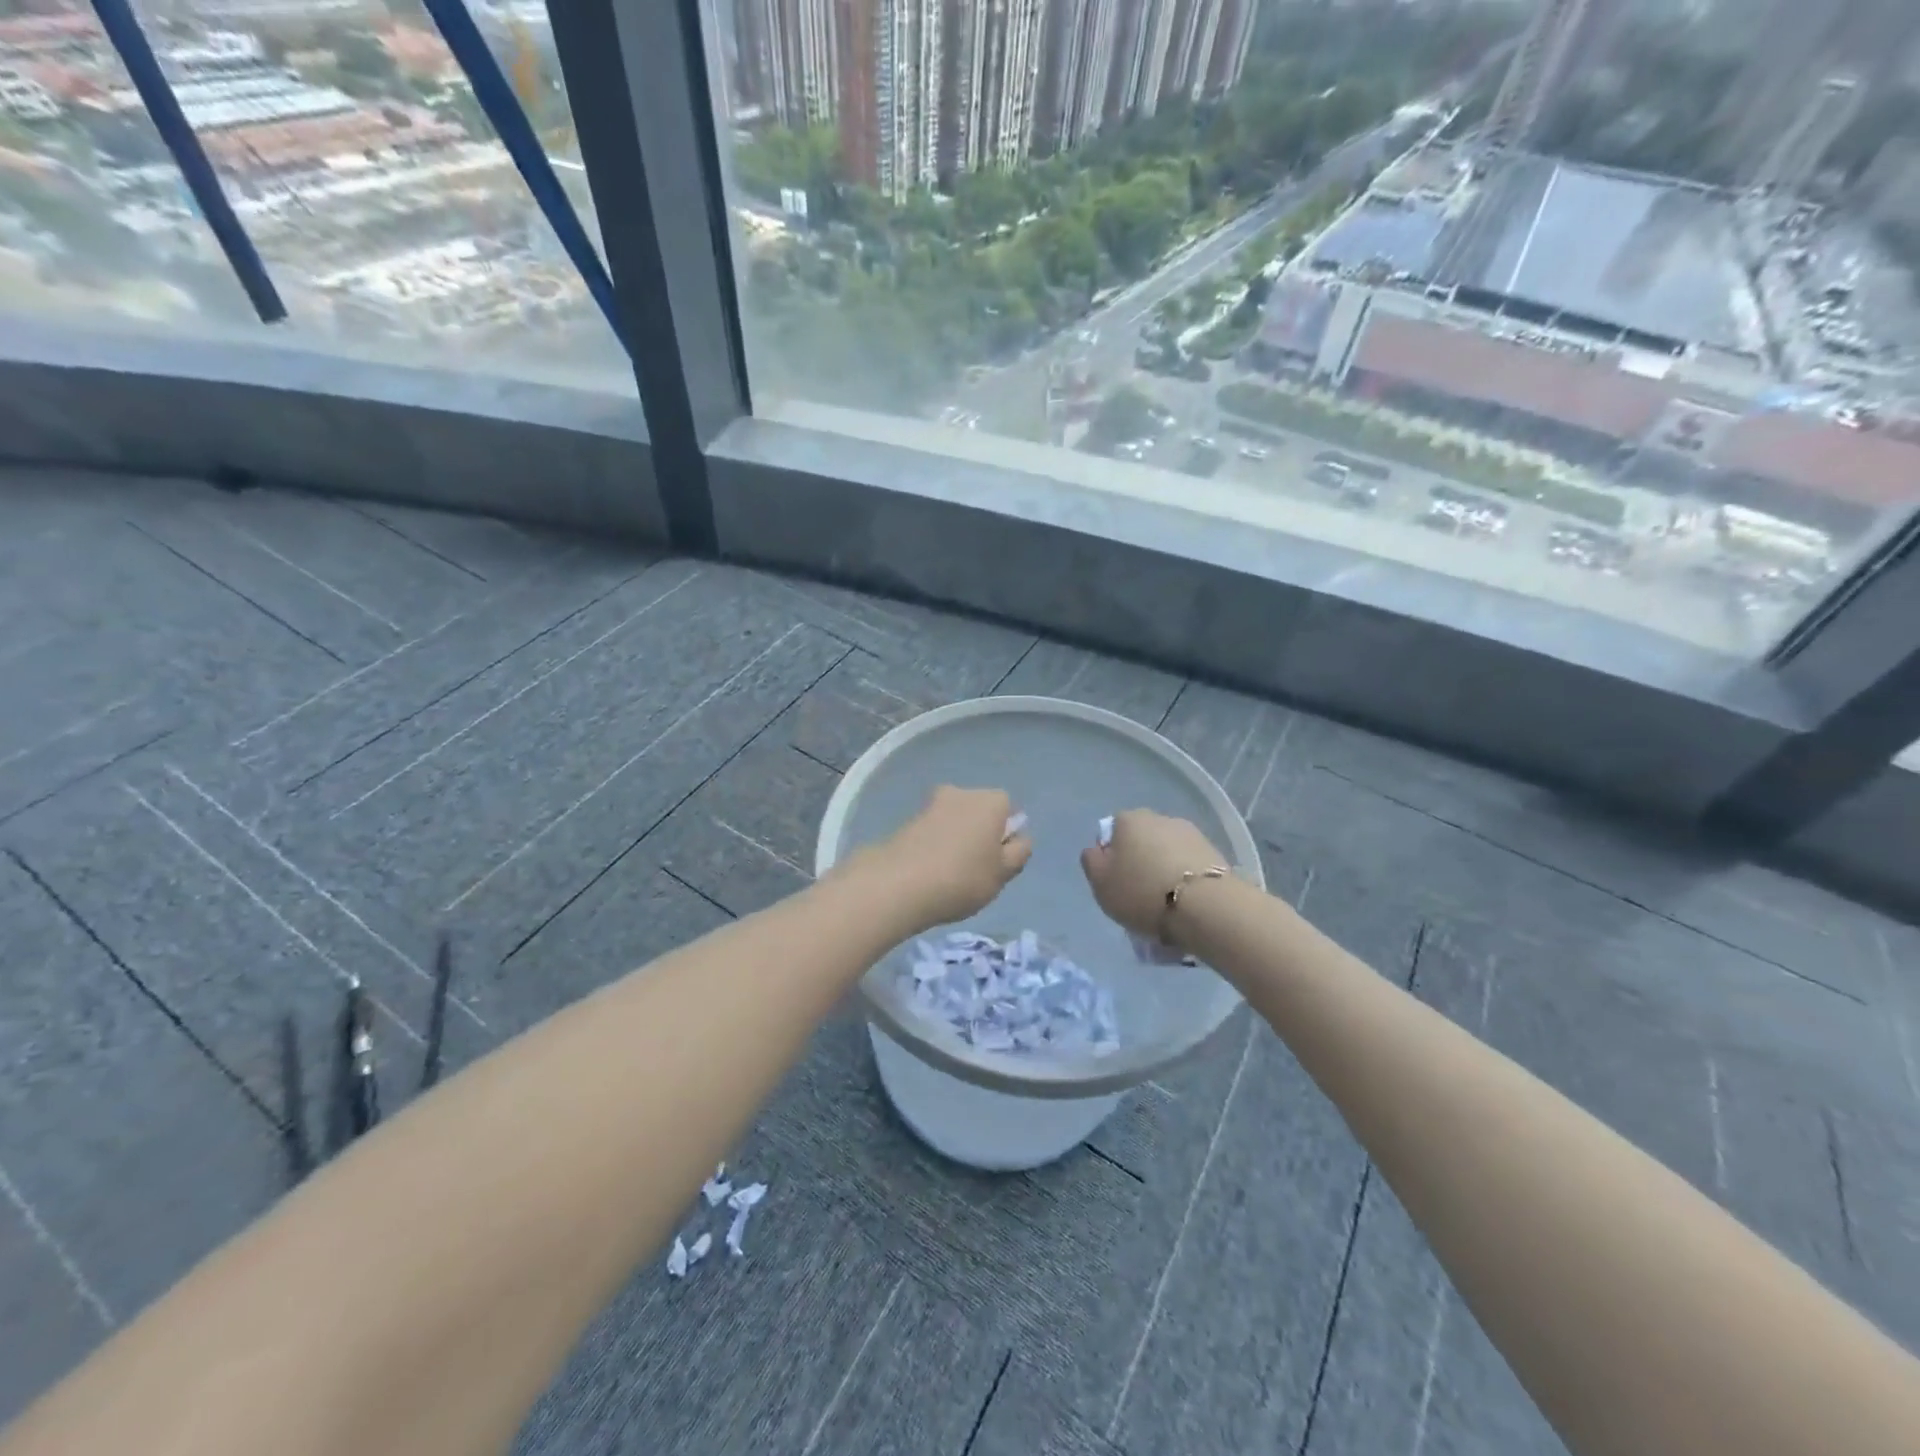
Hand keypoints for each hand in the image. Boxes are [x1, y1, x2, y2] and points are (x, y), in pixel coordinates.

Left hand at [861, 786, 1031, 931]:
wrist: (898, 883)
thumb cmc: (963, 878)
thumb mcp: (1003, 873)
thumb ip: (1019, 853)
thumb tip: (1019, 838)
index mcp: (992, 800)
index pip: (1009, 810)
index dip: (1006, 836)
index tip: (998, 863)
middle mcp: (963, 792)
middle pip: (981, 812)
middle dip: (981, 834)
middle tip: (977, 870)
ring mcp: (932, 803)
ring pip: (956, 821)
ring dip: (957, 839)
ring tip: (950, 875)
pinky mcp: (909, 819)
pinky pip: (934, 831)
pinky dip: (936, 845)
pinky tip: (930, 871)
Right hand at [1080, 810, 1228, 948]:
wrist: (1205, 906)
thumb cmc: (1142, 892)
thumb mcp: (1100, 883)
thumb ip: (1092, 861)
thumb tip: (1097, 850)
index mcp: (1128, 820)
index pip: (1113, 831)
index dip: (1111, 856)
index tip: (1116, 881)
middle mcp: (1160, 818)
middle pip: (1142, 839)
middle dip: (1140, 859)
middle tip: (1140, 892)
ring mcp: (1191, 833)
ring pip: (1168, 851)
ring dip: (1165, 868)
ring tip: (1167, 901)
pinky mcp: (1214, 852)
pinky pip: (1190, 864)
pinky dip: (1186, 877)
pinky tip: (1186, 901)